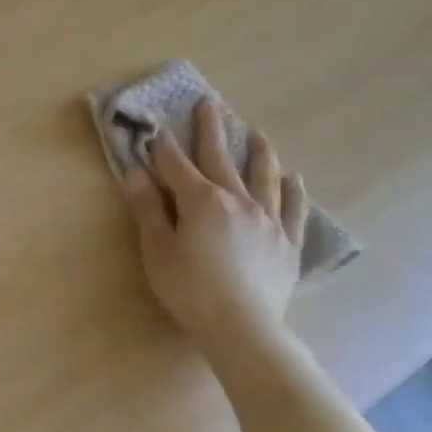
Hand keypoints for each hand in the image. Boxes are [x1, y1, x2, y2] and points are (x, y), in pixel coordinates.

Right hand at [125, 98, 308, 360]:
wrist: (241, 327)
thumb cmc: (188, 288)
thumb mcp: (157, 249)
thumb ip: (148, 208)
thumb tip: (136, 171)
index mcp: (201, 201)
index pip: (177, 166)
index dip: (164, 147)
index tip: (157, 126)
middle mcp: (238, 200)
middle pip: (221, 159)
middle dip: (211, 131)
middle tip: (209, 104)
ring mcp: (269, 220)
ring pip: (265, 177)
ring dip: (259, 153)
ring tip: (257, 134)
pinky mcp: (288, 243)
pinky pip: (294, 210)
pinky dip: (293, 191)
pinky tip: (293, 179)